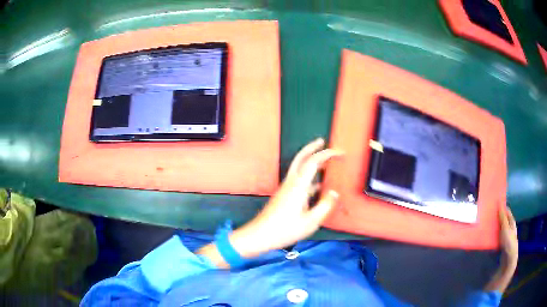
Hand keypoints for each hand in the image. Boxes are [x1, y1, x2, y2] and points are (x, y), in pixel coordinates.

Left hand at [197, 138, 342, 266]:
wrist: (260, 235)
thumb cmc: (285, 230)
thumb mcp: (310, 222)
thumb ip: (325, 206)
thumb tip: (334, 193)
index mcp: (298, 186)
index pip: (314, 161)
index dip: (327, 154)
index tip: (340, 152)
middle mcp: (291, 182)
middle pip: (301, 158)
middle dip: (312, 147)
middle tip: (322, 141)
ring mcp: (286, 188)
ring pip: (299, 168)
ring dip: (311, 161)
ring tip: (325, 162)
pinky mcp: (284, 195)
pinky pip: (299, 180)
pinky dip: (310, 178)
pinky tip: (318, 186)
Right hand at [484, 206, 517, 292]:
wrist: (509, 258)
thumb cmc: (509, 242)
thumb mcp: (505, 228)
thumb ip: (502, 217)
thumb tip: (499, 204)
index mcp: (512, 221)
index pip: (506, 211)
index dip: (501, 207)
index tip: (493, 206)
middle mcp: (510, 227)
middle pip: (503, 219)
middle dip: (497, 218)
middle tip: (488, 217)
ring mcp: (506, 235)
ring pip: (500, 228)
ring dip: (495, 227)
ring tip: (487, 227)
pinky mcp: (502, 243)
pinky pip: (498, 236)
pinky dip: (494, 235)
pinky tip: (489, 237)